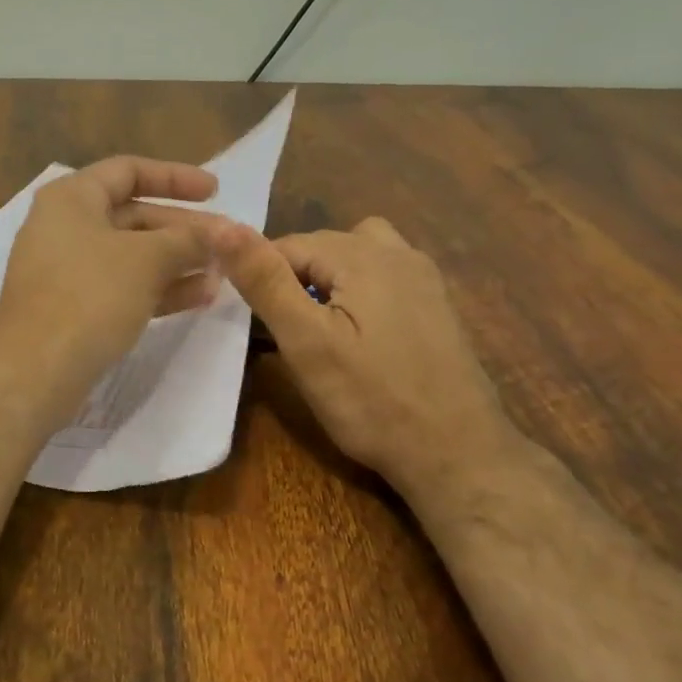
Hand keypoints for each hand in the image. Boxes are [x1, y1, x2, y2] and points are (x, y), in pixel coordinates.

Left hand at [0, 157, 226, 424]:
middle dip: (184, 230)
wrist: (35, 371)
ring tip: (223, 274)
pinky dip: (159, 287)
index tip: (216, 192)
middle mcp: (65, 227)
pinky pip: (122, 286)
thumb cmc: (90, 296)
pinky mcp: (73, 307)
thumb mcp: (146, 260)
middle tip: (228, 243)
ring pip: (132, 255)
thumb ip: (188, 240)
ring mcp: (67, 270)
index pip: (128, 171)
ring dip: (178, 262)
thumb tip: (226, 233)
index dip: (175, 177)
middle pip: (134, 216)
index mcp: (71, 198)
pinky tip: (200, 297)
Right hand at [217, 216, 518, 490]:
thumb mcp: (306, 343)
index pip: (288, 244)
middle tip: (286, 334)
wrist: (458, 455)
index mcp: (364, 254)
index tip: (256, 323)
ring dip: (329, 280)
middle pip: (323, 247)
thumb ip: (265, 281)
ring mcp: (424, 278)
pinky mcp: (436, 305)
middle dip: (295, 279)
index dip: (262, 278)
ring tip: (320, 327)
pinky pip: (384, 277)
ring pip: (356, 257)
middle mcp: (399, 252)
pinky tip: (360, 337)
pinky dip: (360, 293)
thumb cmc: (372, 401)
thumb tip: (222, 226)